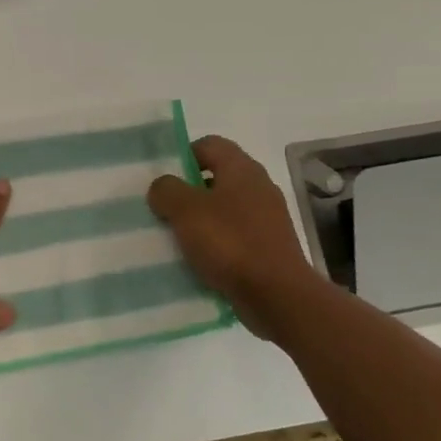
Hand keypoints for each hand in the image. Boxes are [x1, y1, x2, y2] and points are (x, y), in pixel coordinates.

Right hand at [147, 136, 320, 336]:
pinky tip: (197, 260)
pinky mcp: (267, 248)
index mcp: (242, 169)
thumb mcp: (185, 210)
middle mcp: (258, 188)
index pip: (209, 144)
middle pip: (216, 178)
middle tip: (163, 209)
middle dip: (187, 192)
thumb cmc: (230, 243)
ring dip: (199, 221)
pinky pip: (233, 237)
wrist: (277, 296)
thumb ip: (167, 190)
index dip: (183, 155)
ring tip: (175, 237)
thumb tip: (163, 187)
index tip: (163, 180)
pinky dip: (215, 244)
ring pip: (223, 210)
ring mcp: (266, 219)